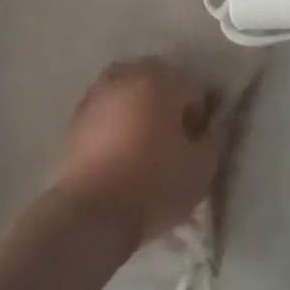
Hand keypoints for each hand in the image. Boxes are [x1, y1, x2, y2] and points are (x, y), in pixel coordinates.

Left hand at [50, 58, 227, 247]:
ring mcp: (97, 93)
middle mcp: (128, 75)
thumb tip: (208, 130)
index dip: (199, 118)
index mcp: (162, 79)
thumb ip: (212, 141)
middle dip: (169, 106)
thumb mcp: (201, 169)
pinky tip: (118, 154)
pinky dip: (116, 123)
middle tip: (171, 144)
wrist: (90, 214)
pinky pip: (107, 112)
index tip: (194, 146)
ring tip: (142, 148)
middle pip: (160, 84)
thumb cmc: (153, 185)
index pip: (193, 89)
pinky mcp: (76, 116)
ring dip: (140, 111)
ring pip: (131, 94)